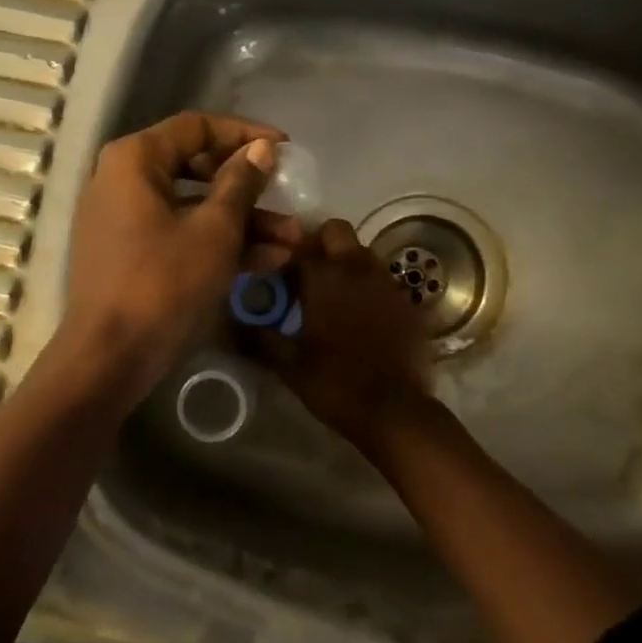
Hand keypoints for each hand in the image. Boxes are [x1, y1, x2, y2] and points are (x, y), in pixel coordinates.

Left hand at [57, 112, 291, 402]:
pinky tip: (270, 260)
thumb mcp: (215, 230)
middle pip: (197, 168)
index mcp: (135, 160)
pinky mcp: (133, 254)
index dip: (245, 134)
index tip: (286, 148)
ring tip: (294, 239)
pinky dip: (219, 243)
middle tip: (289, 196)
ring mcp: (126, 219)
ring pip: (194, 207)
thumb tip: (262, 149)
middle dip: (250, 188)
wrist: (109, 359)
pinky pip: (181, 234)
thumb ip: (241, 183)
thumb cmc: (164, 283)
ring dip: (244, 222)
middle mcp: (124, 180)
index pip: (197, 127)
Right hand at [252, 219, 432, 447]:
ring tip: (333, 296)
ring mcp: (387, 282)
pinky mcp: (408, 302)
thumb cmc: (335, 382)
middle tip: (307, 275)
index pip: (299, 244)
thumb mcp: (288, 363)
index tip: (277, 277)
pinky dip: (368, 288)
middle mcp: (357, 268)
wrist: (395, 410)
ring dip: (345, 264)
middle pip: (336, 232)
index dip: (285, 257)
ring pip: (362, 253)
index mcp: (324, 276)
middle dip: (320, 244)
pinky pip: (382, 280)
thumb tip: (233, 322)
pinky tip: (361, 316)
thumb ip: (259, 336)